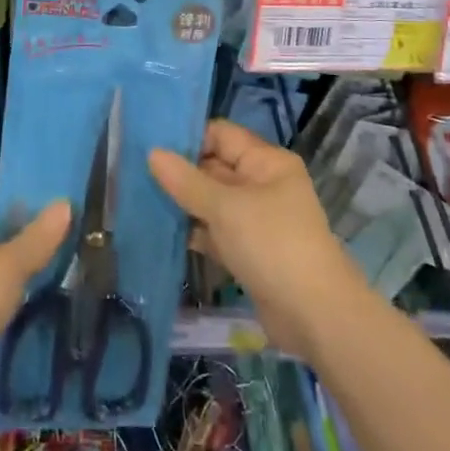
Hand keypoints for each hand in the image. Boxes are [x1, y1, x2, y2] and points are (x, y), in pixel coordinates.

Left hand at [0, 191, 70, 416]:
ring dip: (14, 275)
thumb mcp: (8, 266)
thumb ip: (38, 237)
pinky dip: (1, 301)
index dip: (23, 203)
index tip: (57, 213)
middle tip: (63, 244)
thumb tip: (65, 203)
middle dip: (23, 241)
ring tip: (54, 273)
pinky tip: (28, 305)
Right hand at [149, 118, 368, 362]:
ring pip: (213, 202)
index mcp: (266, 162)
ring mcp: (257, 220)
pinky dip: (195, 232)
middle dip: (179, 173)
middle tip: (135, 173)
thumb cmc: (272, 244)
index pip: (221, 135)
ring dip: (183, 204)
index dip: (188, 138)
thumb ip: (187, 181)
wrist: (314, 315)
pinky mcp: (249, 251)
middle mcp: (263, 184)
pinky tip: (162, 232)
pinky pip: (217, 231)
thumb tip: (152, 153)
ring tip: (139, 200)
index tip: (148, 145)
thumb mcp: (225, 208)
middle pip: (215, 168)